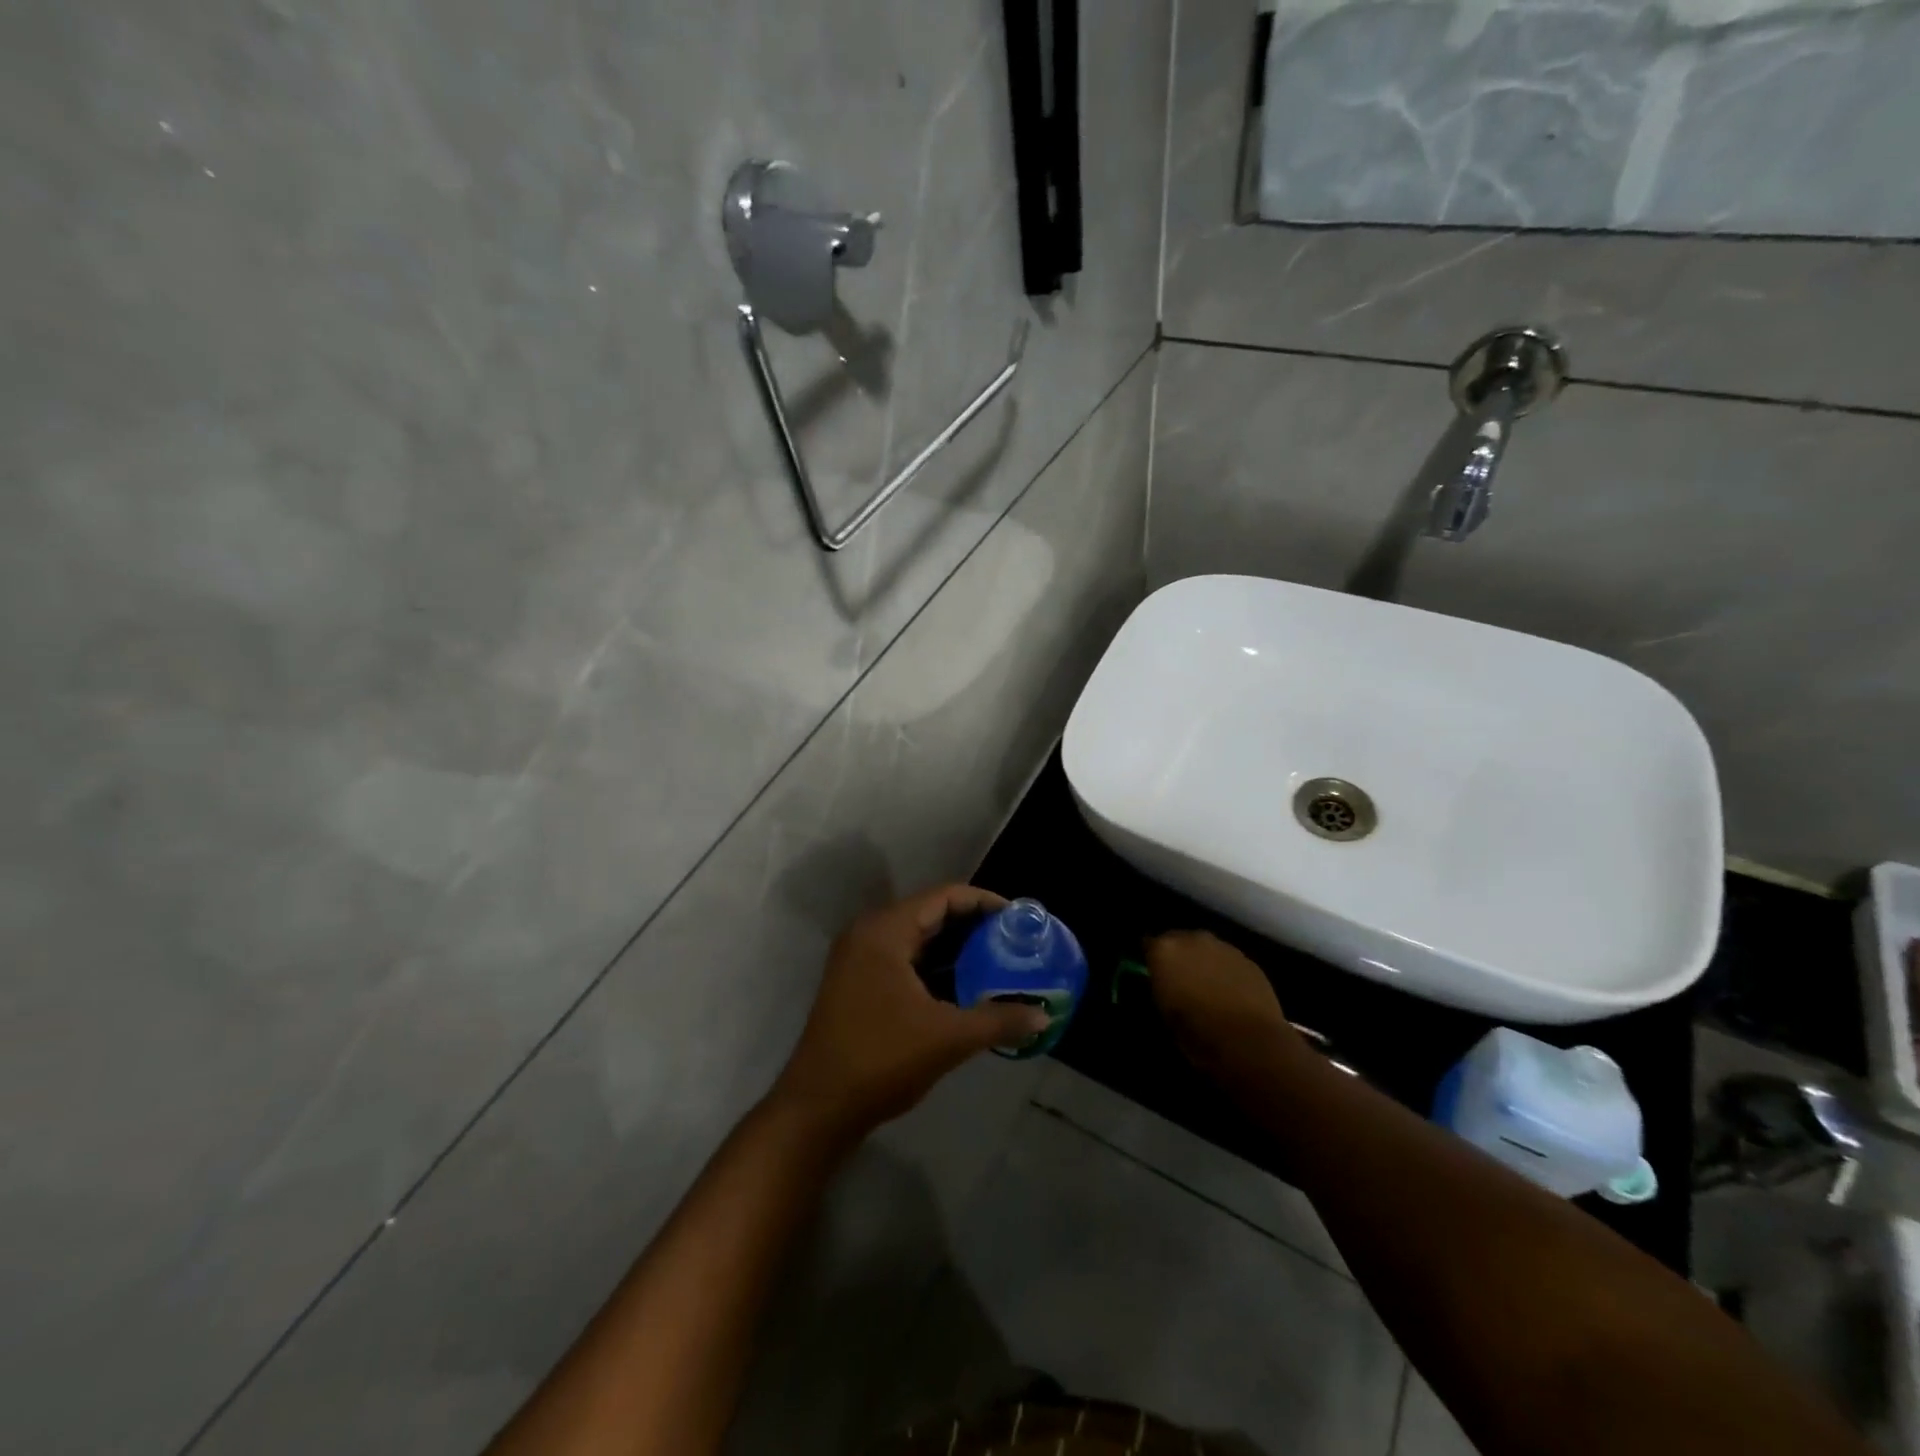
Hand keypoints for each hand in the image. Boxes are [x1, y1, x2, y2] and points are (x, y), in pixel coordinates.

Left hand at [770, 885, 1050, 1143]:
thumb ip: (999, 1021)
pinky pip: (904, 960)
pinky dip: (935, 967)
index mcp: (885, 931)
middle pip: (930, 913)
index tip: (1018, 919)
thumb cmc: (881, 1059)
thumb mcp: (947, 1038)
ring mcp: (859, 959)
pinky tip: (965, 987)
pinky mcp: (858, 983)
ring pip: (917, 939)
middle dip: (973, 926)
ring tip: (998, 961)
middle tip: (1014, 941)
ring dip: (955, 948)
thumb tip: (1044, 1017)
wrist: (817, 1108)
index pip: (943, 897)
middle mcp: (869, 934)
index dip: (983, 902)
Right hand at [1145, 930, 1300, 1080]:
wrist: (1250, 1042)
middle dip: (1178, 956)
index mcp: (1165, 950)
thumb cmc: (1197, 1032)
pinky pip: (1229, 961)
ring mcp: (1224, 947)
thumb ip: (1160, 987)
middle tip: (1180, 980)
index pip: (1148, 944)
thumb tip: (1163, 982)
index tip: (1153, 974)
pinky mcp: (1249, 960)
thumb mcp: (1164, 1012)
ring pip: (1206, 949)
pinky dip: (1226, 971)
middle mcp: (1193, 939)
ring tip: (1207, 987)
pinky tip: (1230, 992)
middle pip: (1179, 940)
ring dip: (1203, 961)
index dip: (1151, 960)